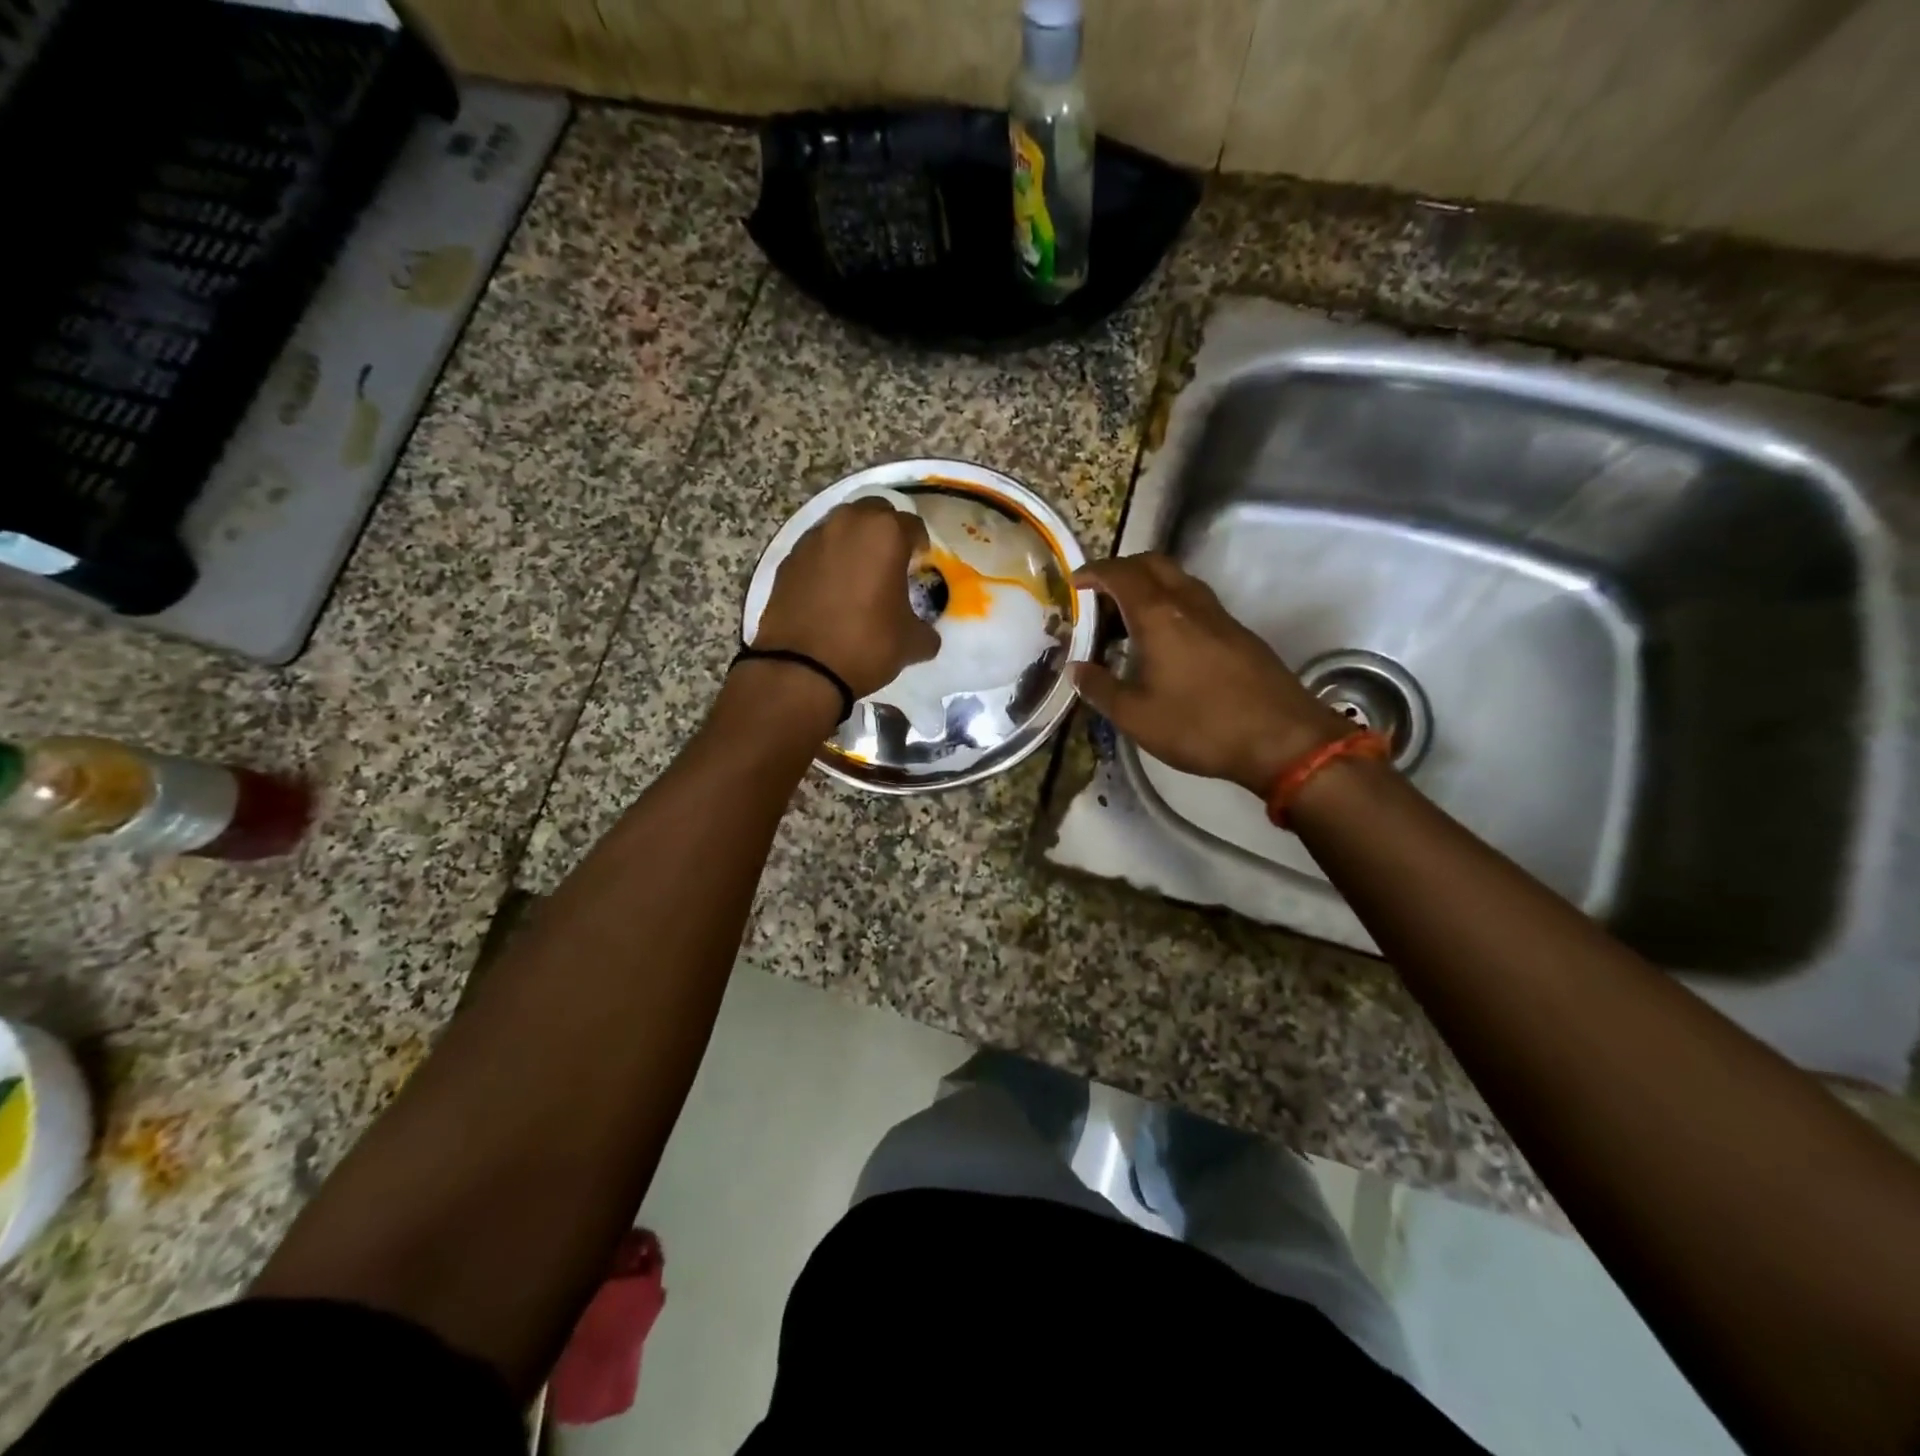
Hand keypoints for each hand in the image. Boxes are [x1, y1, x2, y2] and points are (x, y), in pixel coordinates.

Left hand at [754, 500, 939, 699]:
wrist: (801, 668)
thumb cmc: (867, 645)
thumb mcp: (912, 643)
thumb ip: (926, 630)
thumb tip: (926, 633)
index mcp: (885, 533)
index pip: (912, 525)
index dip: (920, 545)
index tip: (920, 564)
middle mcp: (847, 524)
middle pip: (873, 513)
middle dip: (885, 532)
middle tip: (891, 562)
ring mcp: (812, 539)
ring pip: (841, 528)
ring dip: (853, 544)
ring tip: (859, 576)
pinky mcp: (788, 560)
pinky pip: (817, 551)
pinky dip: (827, 562)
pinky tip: (831, 591)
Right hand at [1073, 554, 1350, 795]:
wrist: (1282, 738)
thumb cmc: (1200, 726)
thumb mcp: (1137, 716)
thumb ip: (1101, 688)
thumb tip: (1076, 669)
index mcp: (1159, 616)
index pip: (1121, 575)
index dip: (1094, 572)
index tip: (1074, 583)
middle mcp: (1189, 604)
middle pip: (1153, 564)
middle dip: (1122, 570)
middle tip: (1099, 595)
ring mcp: (1219, 616)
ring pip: (1178, 580)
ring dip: (1149, 586)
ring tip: (1126, 619)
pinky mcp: (1238, 633)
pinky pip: (1195, 601)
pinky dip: (1170, 604)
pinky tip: (1163, 641)